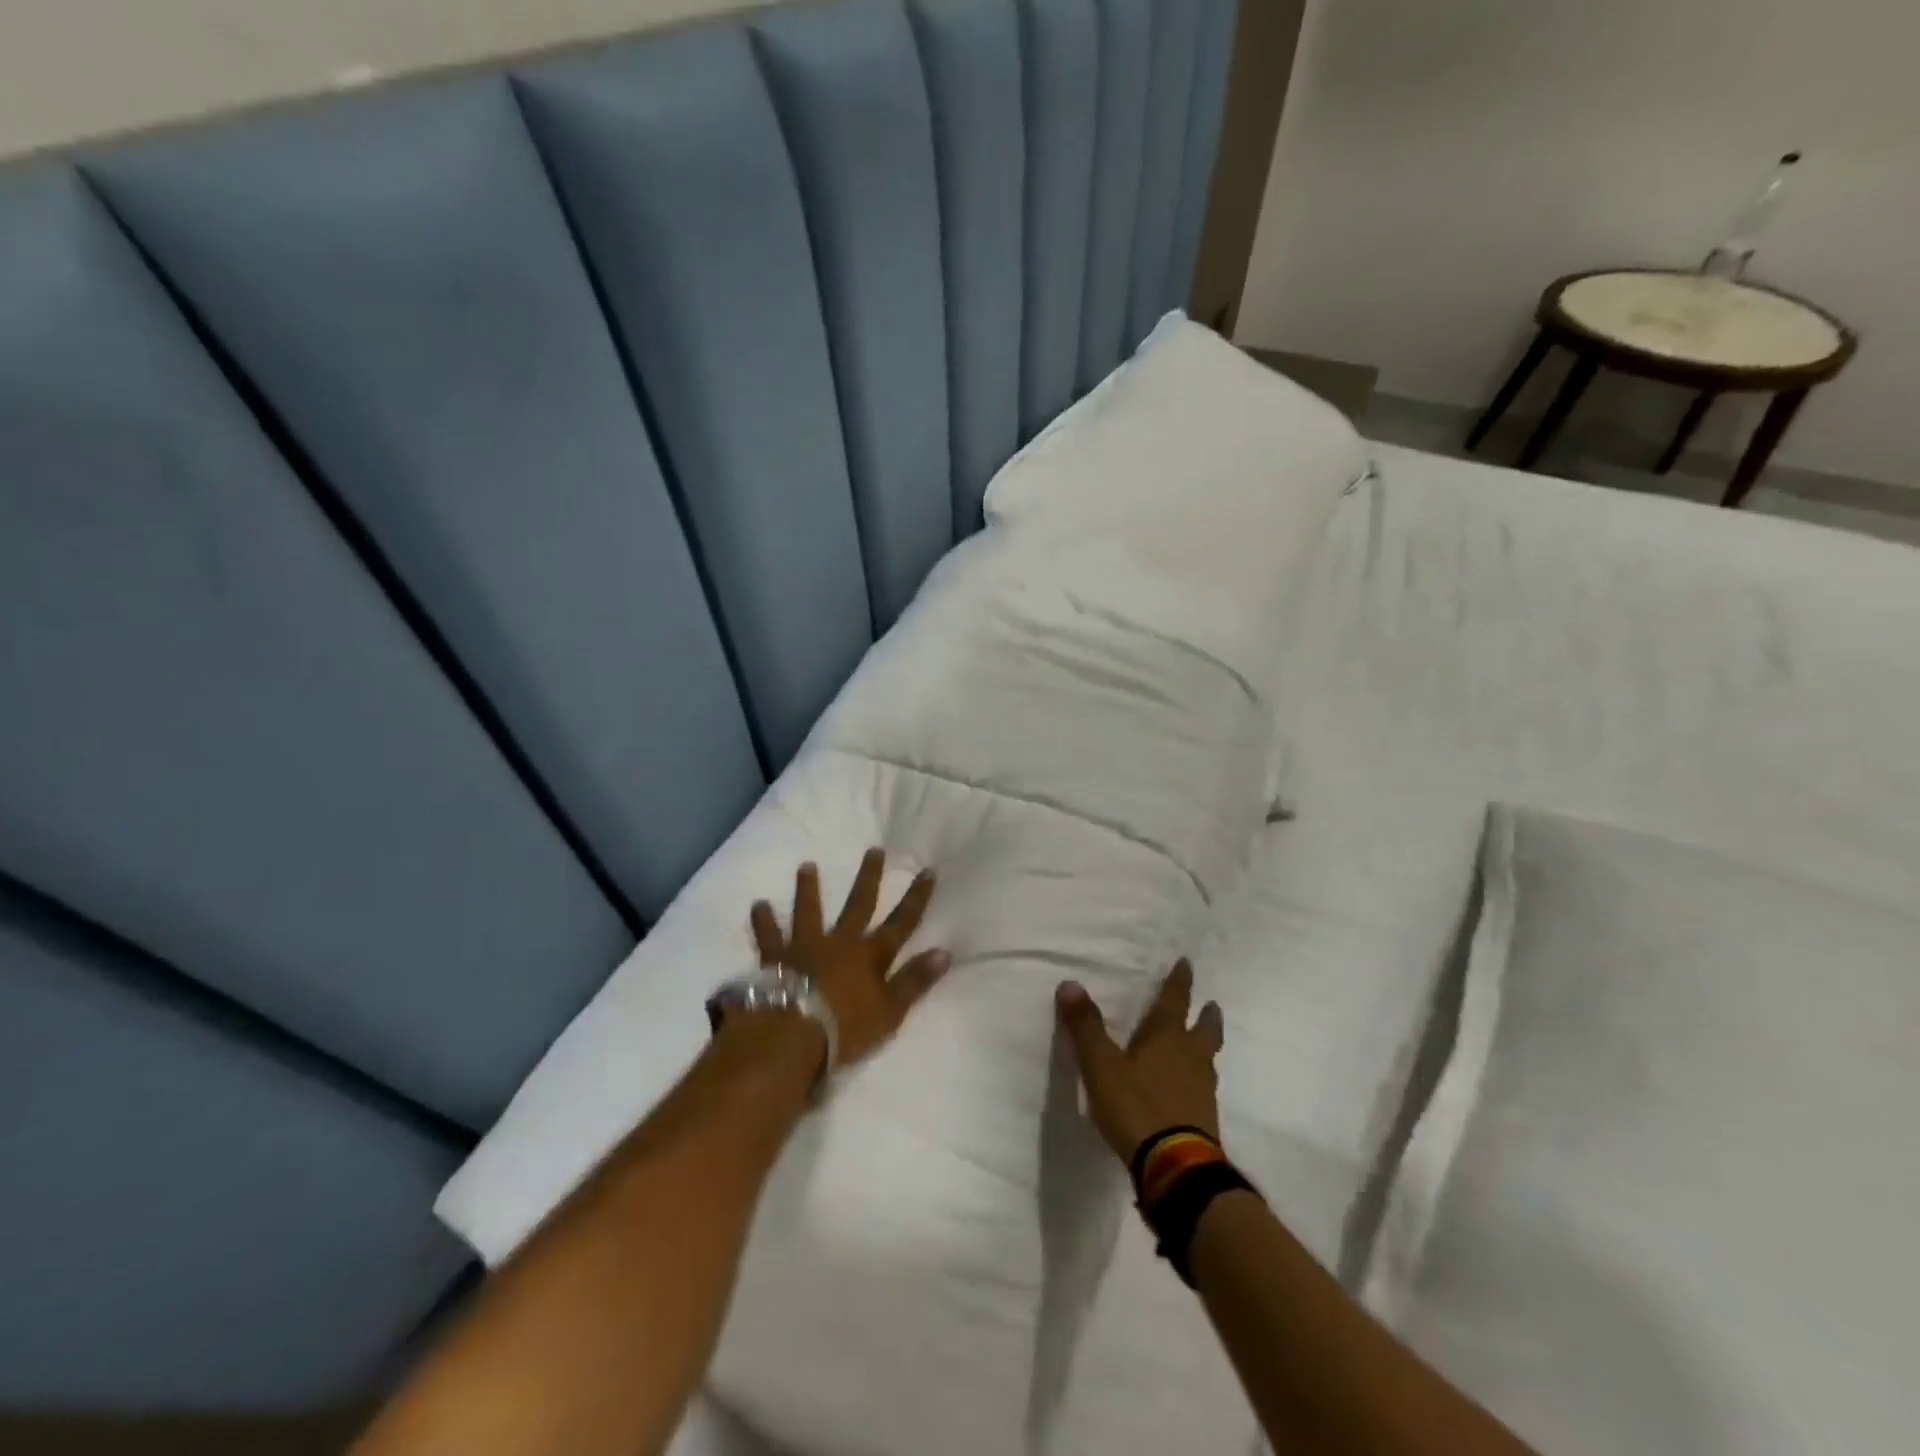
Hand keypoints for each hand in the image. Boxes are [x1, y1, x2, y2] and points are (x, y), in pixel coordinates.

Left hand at [750, 849, 950, 1069]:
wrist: (792, 1035)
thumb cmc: (846, 1029)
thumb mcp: (890, 1011)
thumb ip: (915, 980)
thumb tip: (944, 952)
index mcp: (870, 955)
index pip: (902, 922)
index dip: (916, 897)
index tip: (928, 871)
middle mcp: (840, 942)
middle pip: (858, 904)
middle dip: (869, 877)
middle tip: (874, 850)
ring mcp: (805, 946)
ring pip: (809, 911)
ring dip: (808, 888)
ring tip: (806, 866)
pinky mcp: (776, 958)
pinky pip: (768, 935)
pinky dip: (763, 921)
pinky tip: (758, 905)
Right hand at [1056, 960, 1223, 1162]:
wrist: (1176, 1168)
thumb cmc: (1137, 1107)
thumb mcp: (1101, 1066)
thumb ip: (1086, 1026)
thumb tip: (1070, 984)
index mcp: (1167, 1038)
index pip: (1175, 1000)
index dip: (1180, 981)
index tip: (1187, 963)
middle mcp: (1191, 1057)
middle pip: (1204, 1029)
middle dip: (1206, 1015)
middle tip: (1211, 1005)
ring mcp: (1202, 1090)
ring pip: (1207, 1058)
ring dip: (1205, 1046)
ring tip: (1201, 1043)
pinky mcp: (1204, 1119)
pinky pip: (1203, 1087)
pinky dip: (1198, 1078)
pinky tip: (1190, 1087)